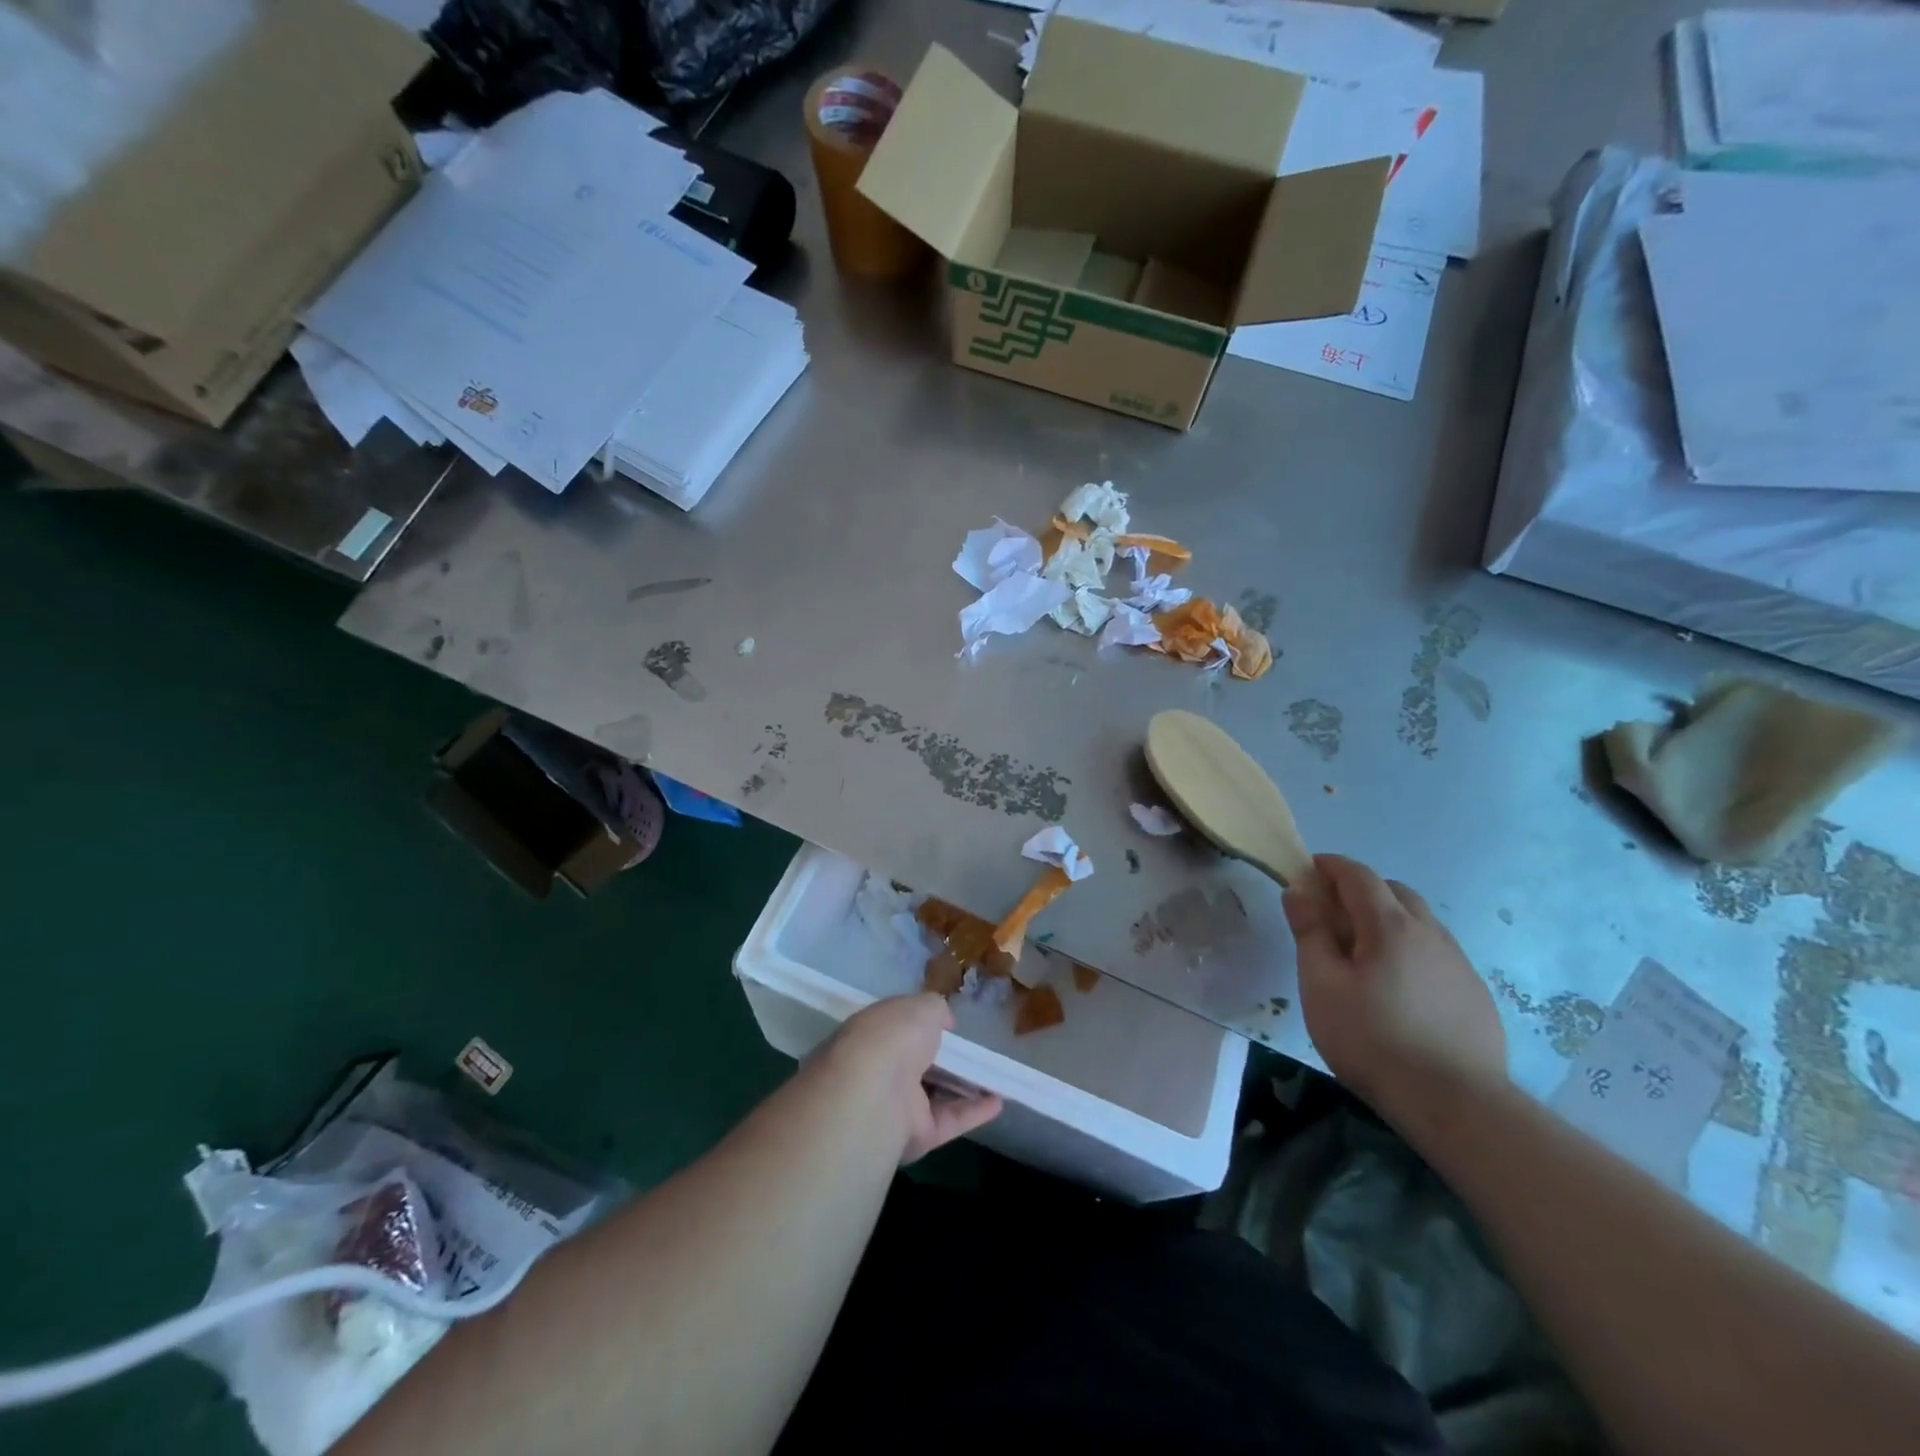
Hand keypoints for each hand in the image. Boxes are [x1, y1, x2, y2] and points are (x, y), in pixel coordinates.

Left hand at [818, 994, 1002, 1163]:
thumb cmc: (894, 1036)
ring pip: (934, 1094)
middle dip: (940, 1057)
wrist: (874, 1093)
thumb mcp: (921, 1006)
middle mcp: (881, 1069)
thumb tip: (945, 1021)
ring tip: (994, 1076)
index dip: (920, 1024)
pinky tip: (999, 1101)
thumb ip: (936, 1009)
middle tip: (972, 1051)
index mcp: (873, 1033)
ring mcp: (897, 1104)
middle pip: (916, 1063)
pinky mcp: (916, 1135)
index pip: (897, 1028)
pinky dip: (974, 1111)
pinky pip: (949, 1120)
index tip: (946, 1024)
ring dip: (962, 1086)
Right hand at [1283, 854, 1506, 1132]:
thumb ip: (1310, 931)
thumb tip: (1299, 889)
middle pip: (1393, 891)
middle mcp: (1430, 932)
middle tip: (1331, 915)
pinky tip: (1398, 988)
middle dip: (1359, 890)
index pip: (1358, 875)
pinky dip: (1410, 949)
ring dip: (1387, 919)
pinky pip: (1436, 952)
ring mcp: (1459, 963)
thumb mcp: (1321, 985)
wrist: (1457, 1105)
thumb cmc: (1373, 1039)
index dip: (1330, 866)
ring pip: (1419, 921)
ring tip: (1363, 953)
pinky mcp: (1475, 993)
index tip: (1307, 872)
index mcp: (1390, 925)